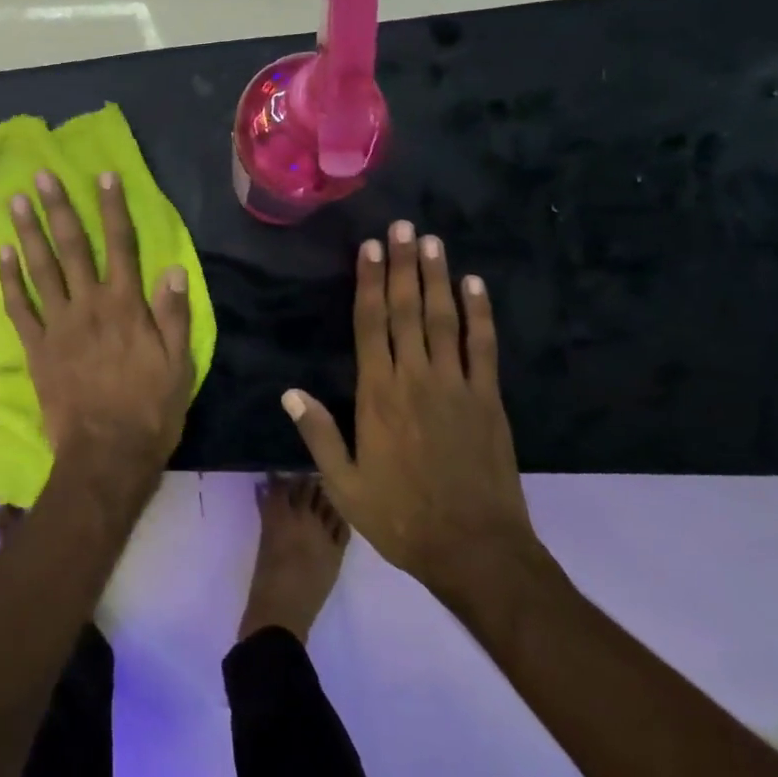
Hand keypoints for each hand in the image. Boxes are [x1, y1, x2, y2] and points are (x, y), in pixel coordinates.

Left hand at [0, 170, 193, 485]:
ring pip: (41, 269)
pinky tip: (1, 255)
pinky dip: (9, 281)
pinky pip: (19, 308)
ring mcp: (58, 325)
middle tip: (43, 176)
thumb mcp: (179, 363)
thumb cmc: (150, 409)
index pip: (121, 246)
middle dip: (59, 208)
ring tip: (16, 202)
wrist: (106, 454)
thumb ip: (174, 314)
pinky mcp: (36, 348)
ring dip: (29, 233)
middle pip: (73, 248)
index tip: (104, 176)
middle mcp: (89, 305)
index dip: (113, 208)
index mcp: (126, 306)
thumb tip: (173, 268)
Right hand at [281, 221, 541, 609]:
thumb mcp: (344, 485)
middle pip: (407, 311)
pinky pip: (483, 346)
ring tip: (432, 241)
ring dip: (437, 277)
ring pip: (444, 319)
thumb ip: (318, 435)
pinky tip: (475, 285)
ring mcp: (457, 386)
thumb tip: (289, 393)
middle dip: (404, 265)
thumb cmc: (401, 517)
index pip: (371, 325)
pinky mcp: (488, 399)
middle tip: (403, 226)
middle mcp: (416, 379)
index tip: (371, 248)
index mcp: (378, 395)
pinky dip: (480, 313)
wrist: (475, 550)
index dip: (370, 283)